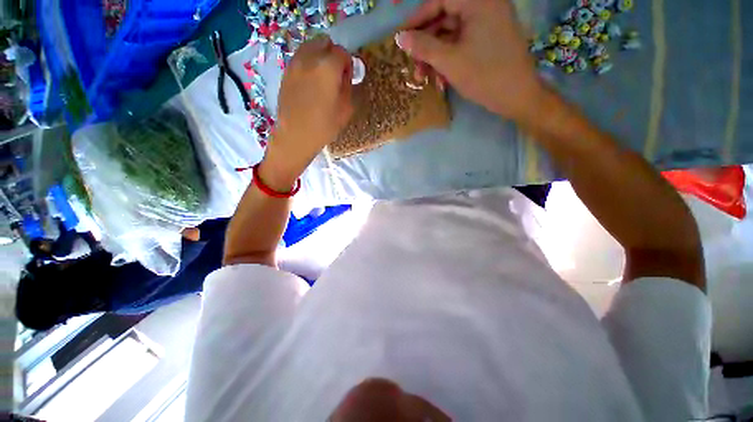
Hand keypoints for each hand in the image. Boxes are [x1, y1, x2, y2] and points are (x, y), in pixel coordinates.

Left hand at [262, 36, 352, 190]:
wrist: (296, 136)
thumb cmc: (324, 126)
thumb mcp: (345, 109)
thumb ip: (348, 86)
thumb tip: (345, 74)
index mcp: (328, 67)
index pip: (342, 52)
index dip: (348, 64)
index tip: (348, 78)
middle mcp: (309, 58)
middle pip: (324, 41)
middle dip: (332, 54)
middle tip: (335, 74)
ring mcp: (295, 63)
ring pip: (310, 46)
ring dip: (319, 56)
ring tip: (322, 78)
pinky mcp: (286, 72)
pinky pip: (300, 58)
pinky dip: (308, 63)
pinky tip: (310, 82)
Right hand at [396, 0, 543, 120]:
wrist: (516, 96)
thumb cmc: (484, 75)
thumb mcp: (449, 61)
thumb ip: (423, 47)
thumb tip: (400, 37)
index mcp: (478, 2)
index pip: (440, 0)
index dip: (418, 18)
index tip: (401, 37)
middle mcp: (484, 6)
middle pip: (445, 18)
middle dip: (426, 43)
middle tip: (412, 63)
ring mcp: (487, 23)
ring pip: (451, 33)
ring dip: (434, 54)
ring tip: (422, 76)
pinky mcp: (487, 38)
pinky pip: (461, 43)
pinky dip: (447, 58)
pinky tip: (438, 76)